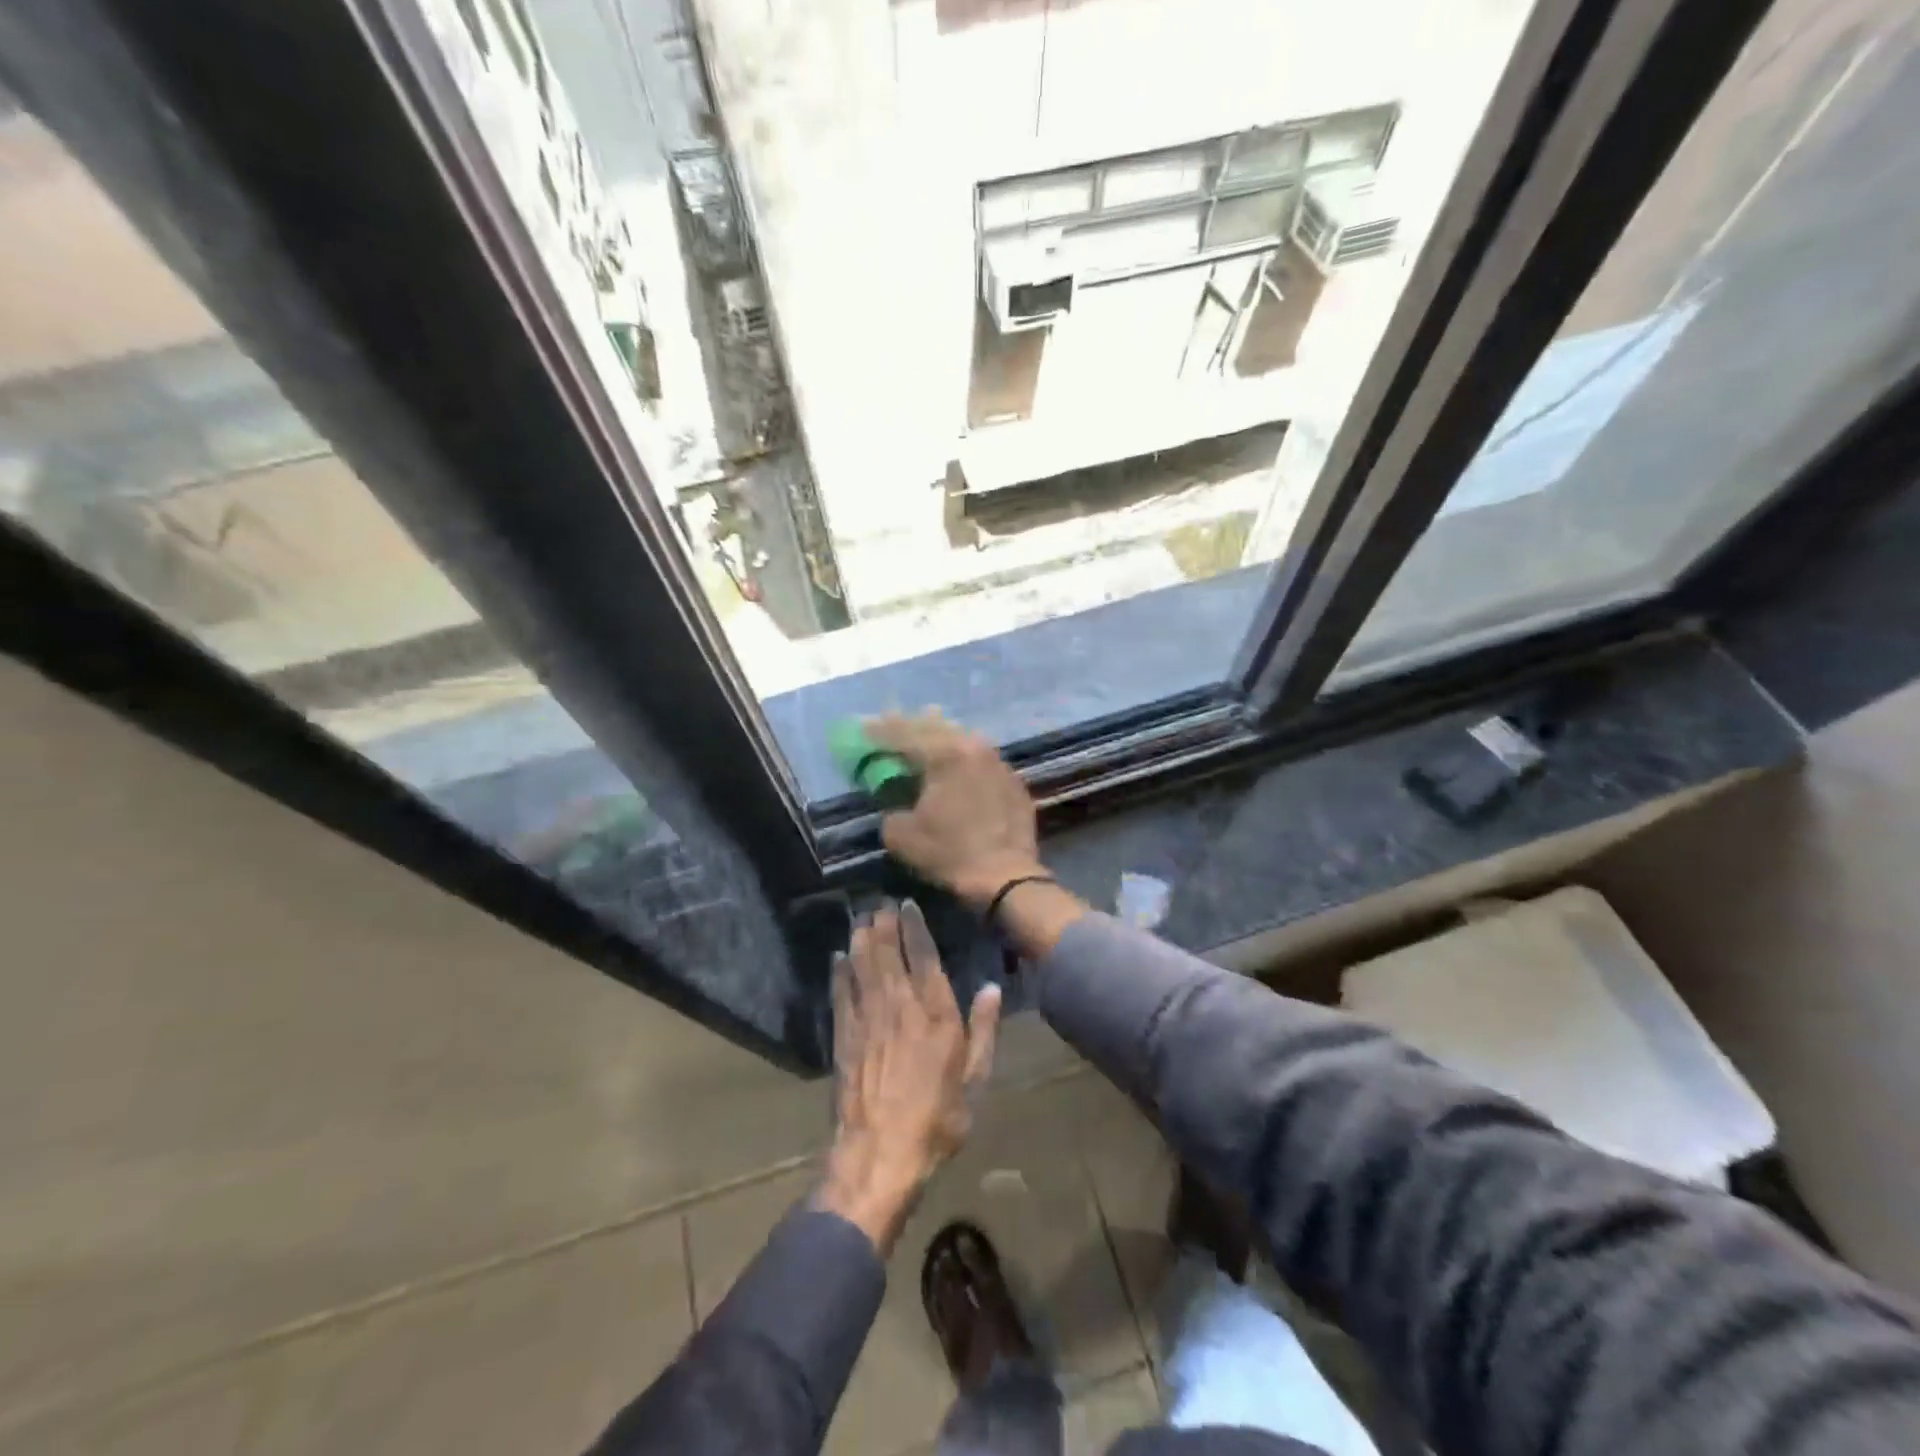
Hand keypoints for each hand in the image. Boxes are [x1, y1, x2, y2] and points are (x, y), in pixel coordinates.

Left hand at [819, 900, 1001, 1254]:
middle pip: (887, 952)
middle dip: (883, 923)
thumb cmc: (937, 1119)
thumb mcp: (975, 1079)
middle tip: (880, 902)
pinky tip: (838, 956)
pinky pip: (840, 992)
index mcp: (935, 1012)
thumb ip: (984, 1030)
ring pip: (862, 964)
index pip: (923, 955)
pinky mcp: (843, 1036)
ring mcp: (866, 1018)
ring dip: (861, 937)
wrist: (879, 1154)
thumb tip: (992, 988)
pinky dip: (839, 971)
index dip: (914, 926)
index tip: (907, 904)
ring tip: (861, 916)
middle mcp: (899, 1004)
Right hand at [865, 713, 1043, 911]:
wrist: (1005, 877)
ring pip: (963, 739)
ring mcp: (998, 762)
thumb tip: (895, 803)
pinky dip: (963, 759)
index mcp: (944, 754)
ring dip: (940, 737)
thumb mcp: (902, 835)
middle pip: (936, 727)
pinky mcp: (1013, 781)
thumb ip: (890, 808)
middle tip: (891, 721)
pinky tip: (957, 767)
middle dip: (910, 725)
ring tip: (924, 737)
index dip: (880, 730)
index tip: (863, 726)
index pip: (904, 733)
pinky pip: (981, 760)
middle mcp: (973, 747)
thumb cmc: (950, 853)